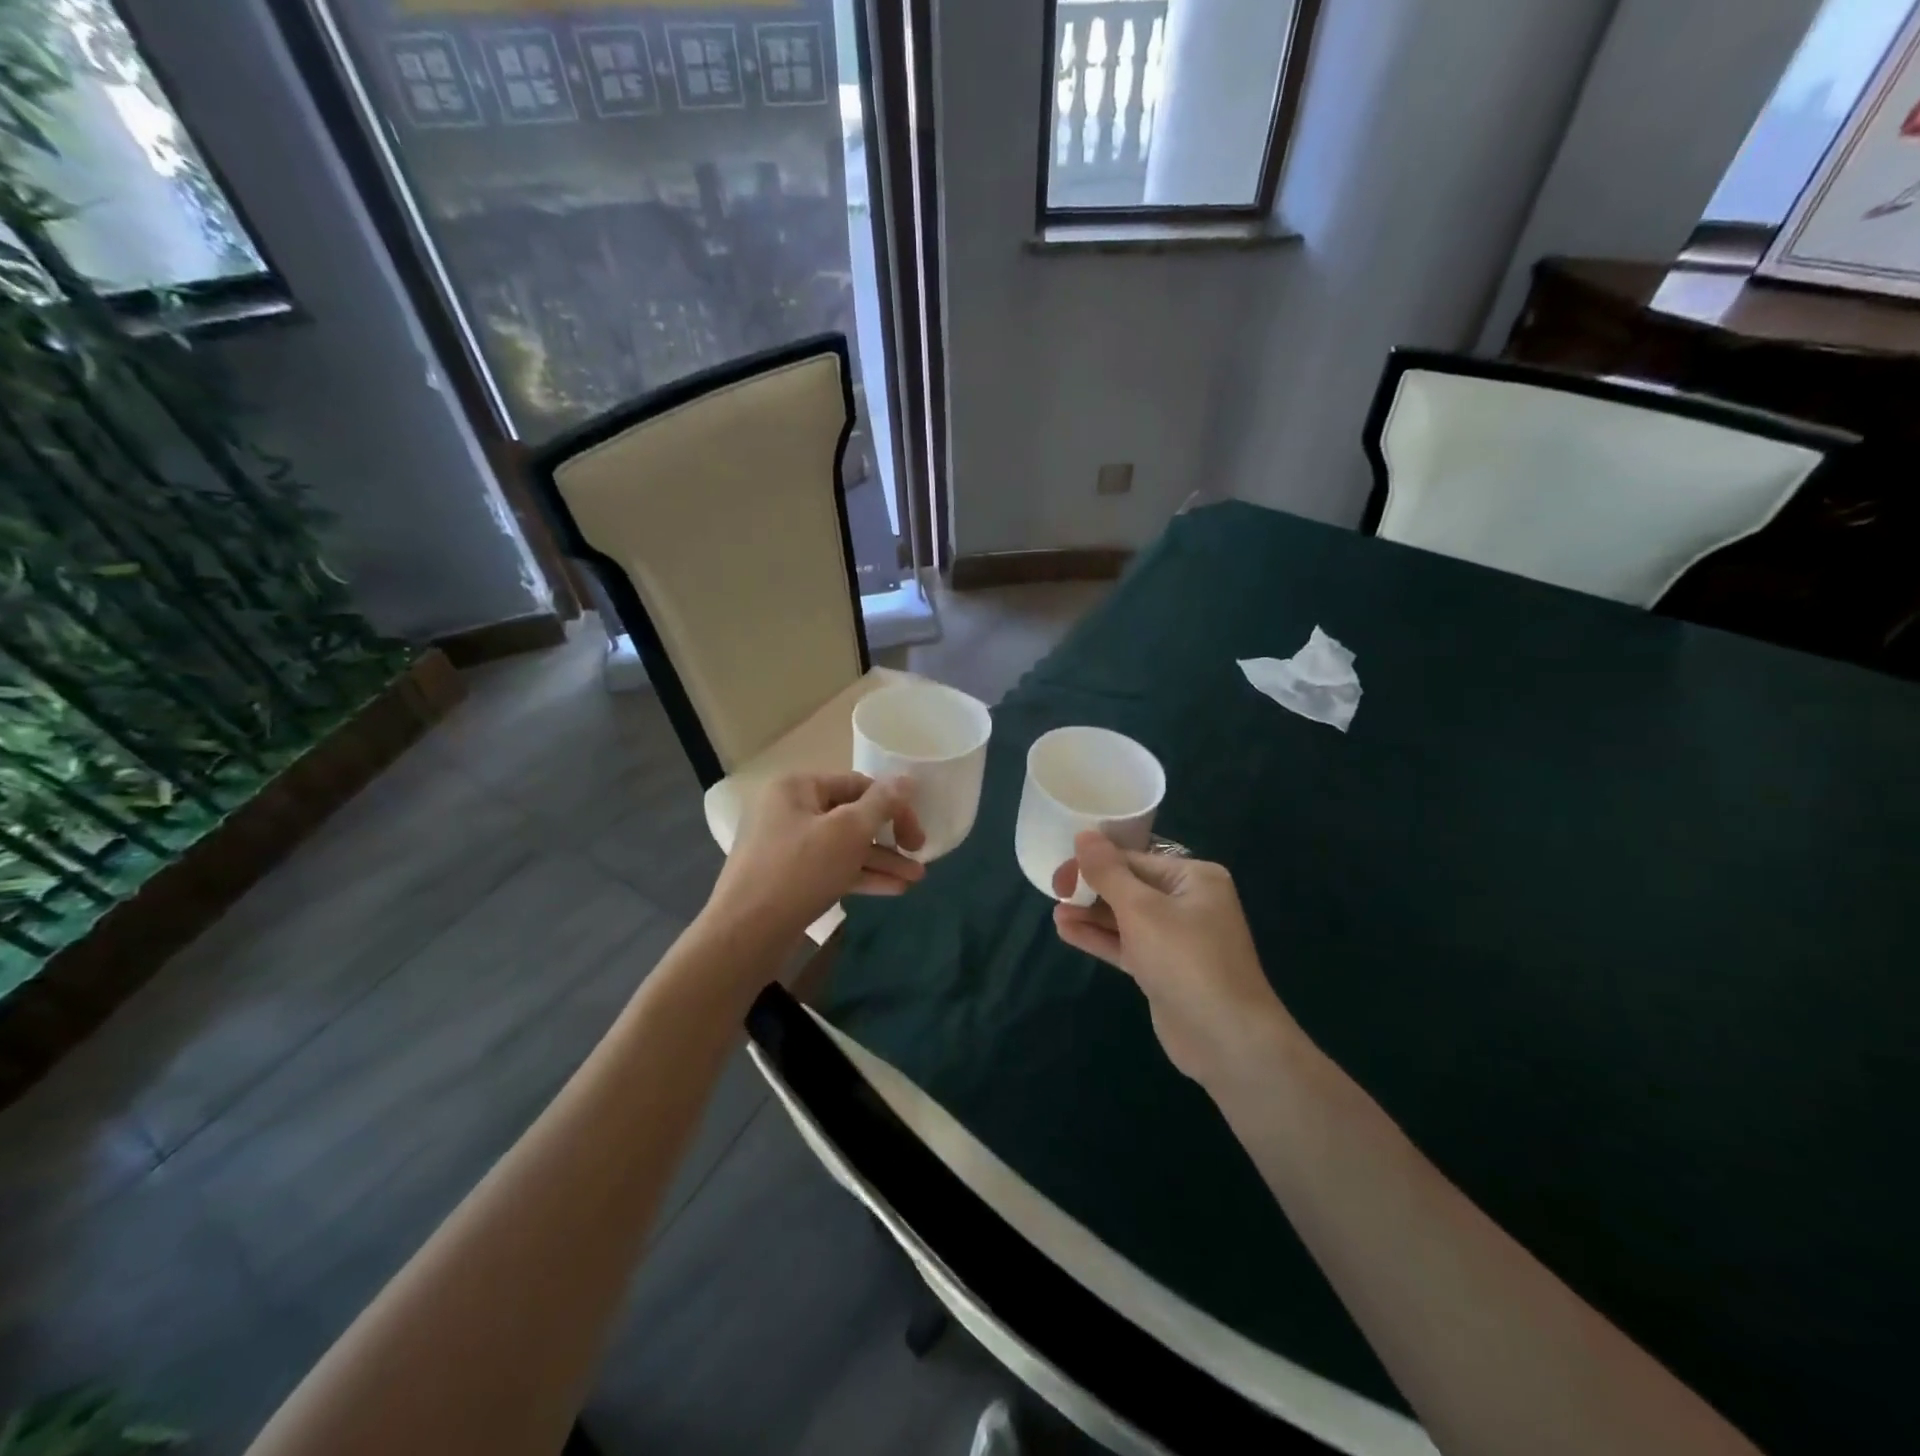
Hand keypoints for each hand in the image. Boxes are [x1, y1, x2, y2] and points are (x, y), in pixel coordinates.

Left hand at [704, 772, 926, 945]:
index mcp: (797, 787)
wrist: (745, 935)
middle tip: (919, 854)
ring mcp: (787, 846)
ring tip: (916, 879)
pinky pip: (832, 868)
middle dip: (890, 837)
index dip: (893, 805)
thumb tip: (907, 779)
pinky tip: (894, 889)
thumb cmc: (799, 871)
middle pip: (852, 815)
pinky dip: (861, 876)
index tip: (917, 833)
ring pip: (844, 846)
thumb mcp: (848, 831)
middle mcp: (790, 810)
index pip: (858, 784)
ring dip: (881, 860)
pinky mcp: (790, 878)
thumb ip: (882, 803)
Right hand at [1053, 833, 1296, 1086]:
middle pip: (1130, 886)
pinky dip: (1100, 938)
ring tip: (1055, 912)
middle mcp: (1189, 902)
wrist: (1227, 1039)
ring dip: (1091, 915)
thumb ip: (1109, 872)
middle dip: (1092, 889)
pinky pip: (1127, 944)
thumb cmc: (1186, 960)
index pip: (1135, 859)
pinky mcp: (1164, 970)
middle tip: (1054, 891)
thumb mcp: (1142, 909)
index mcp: (1194, 878)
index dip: (1094, 863)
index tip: (1059, 874)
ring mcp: (1178, 939)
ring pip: (1126, 918)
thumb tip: (1084, 835)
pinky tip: (1067, 931)